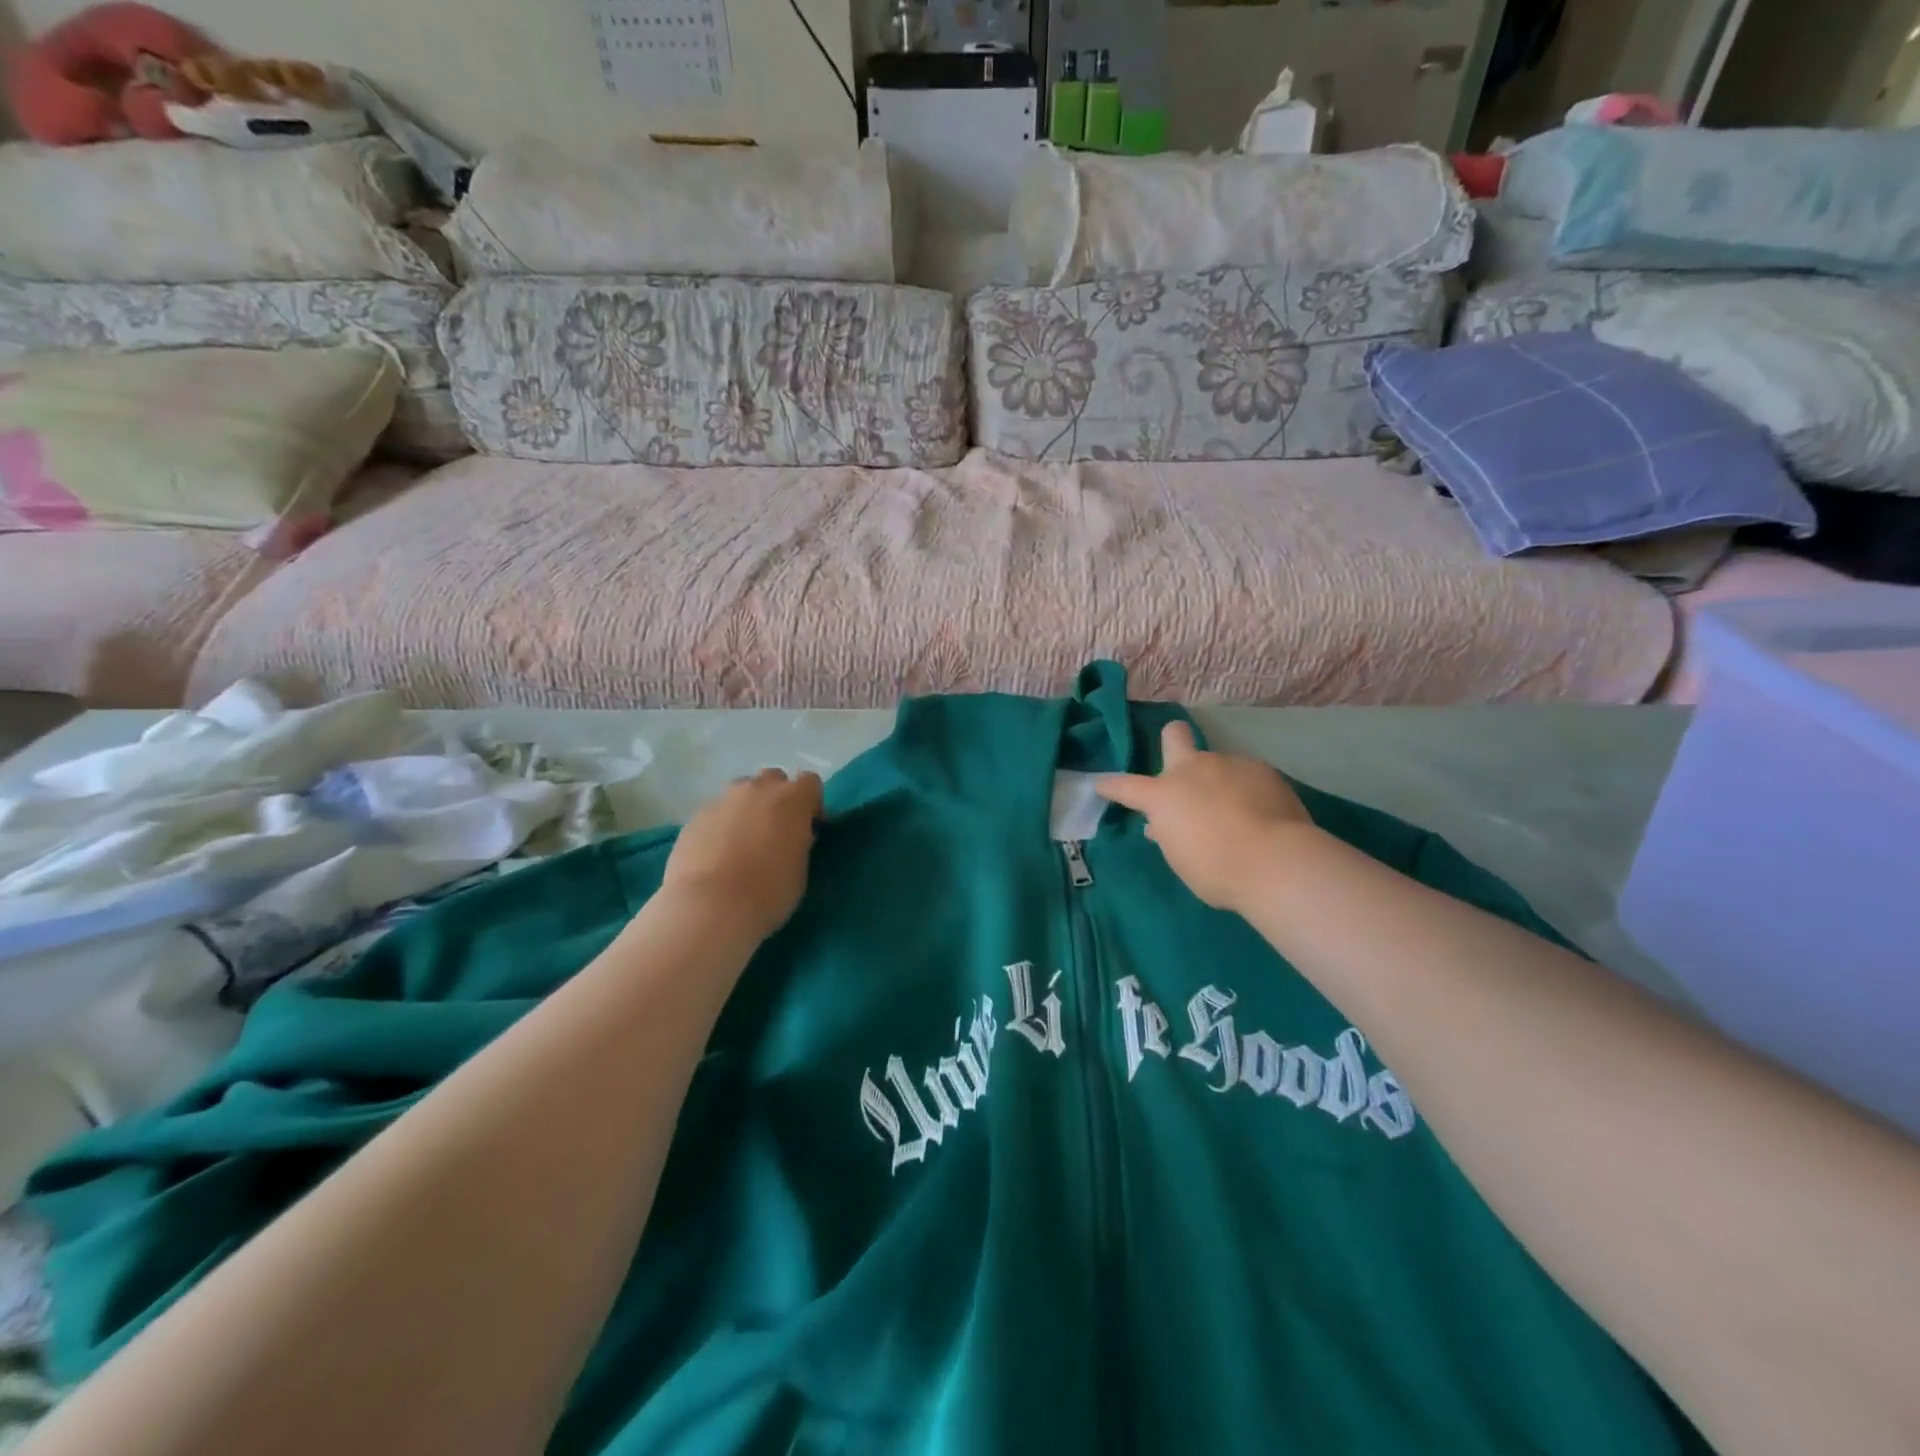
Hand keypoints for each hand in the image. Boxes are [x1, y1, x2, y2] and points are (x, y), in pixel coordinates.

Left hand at [663, 769, 823, 939]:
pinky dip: (721, 826)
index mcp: (791, 799)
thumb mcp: (800, 868)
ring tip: (744, 841)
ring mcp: (722, 801)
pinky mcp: (695, 818)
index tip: (810, 827)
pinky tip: (717, 854)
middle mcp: (756, 790)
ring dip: (748, 808)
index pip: (810, 782)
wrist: (710, 906)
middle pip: (773, 778)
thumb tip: (793, 836)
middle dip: (777, 798)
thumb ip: (799, 842)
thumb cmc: (768, 891)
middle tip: (776, 830)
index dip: (812, 802)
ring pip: (741, 792)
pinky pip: (716, 813)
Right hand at [1096, 723, 1316, 915]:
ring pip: (1218, 764)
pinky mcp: (1263, 770)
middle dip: (1172, 741)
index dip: (1110, 786)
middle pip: (1174, 734)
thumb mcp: (1180, 859)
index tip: (1100, 784)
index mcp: (1162, 795)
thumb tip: (1161, 825)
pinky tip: (1262, 814)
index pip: (1124, 786)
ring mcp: (1229, 765)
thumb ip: (1169, 835)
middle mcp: (1192, 770)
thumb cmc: (1217, 871)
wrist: (1276, 862)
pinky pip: (1247, 777)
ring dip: (1219, 782)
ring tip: (1238, 812)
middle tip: (1182, 764)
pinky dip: (1248, 792)